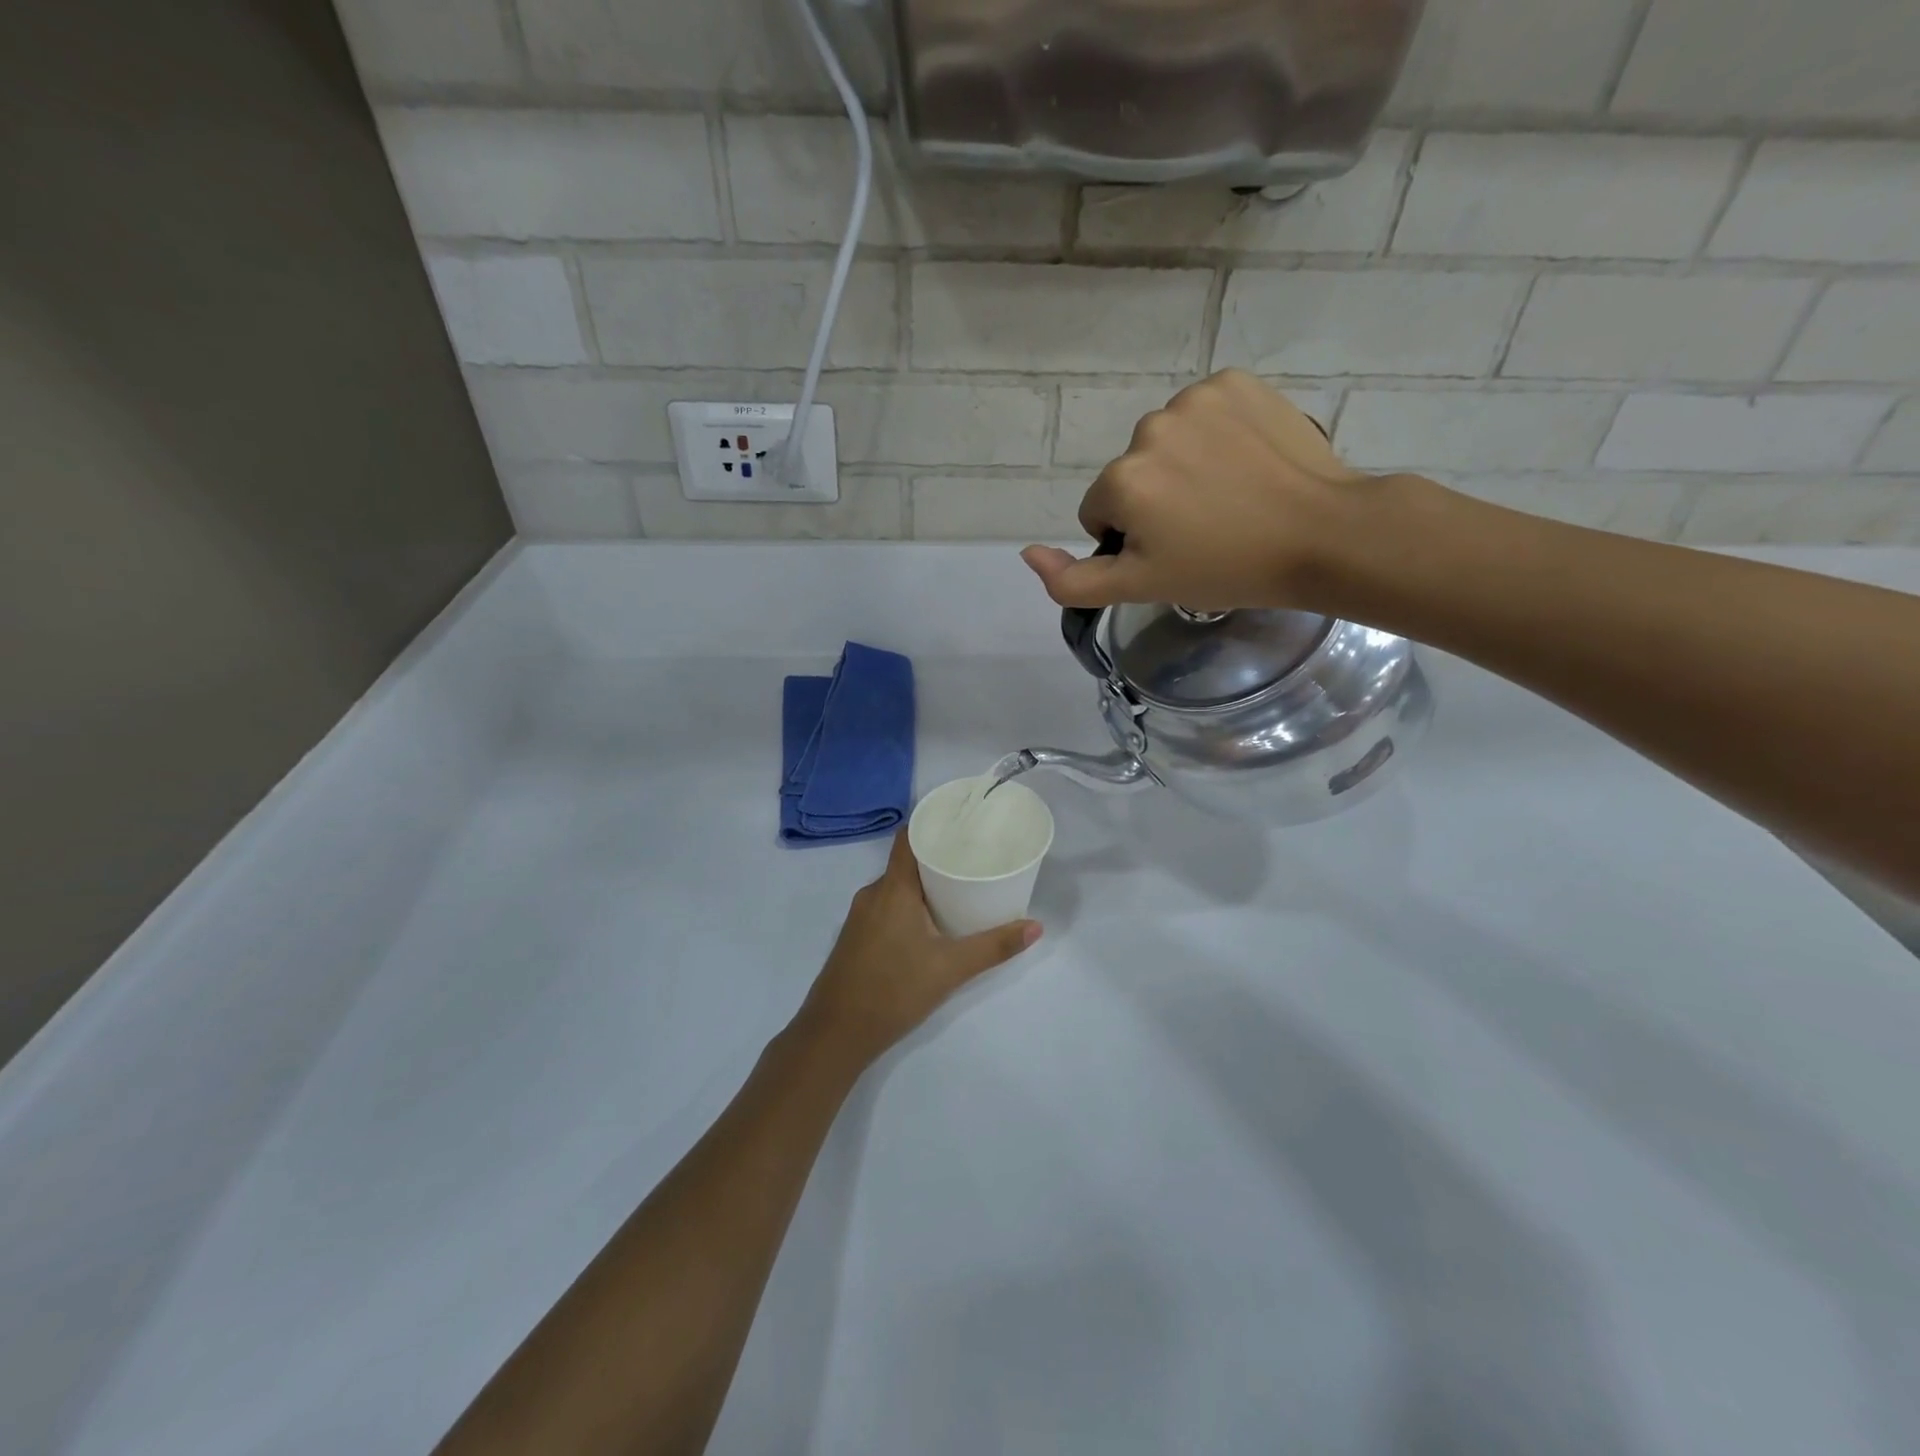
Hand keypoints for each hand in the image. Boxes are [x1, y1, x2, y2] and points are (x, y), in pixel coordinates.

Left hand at [797, 832, 1040, 1068]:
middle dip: (939, 858)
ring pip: (897, 887)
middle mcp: (873, 893)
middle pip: (907, 862)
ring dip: (924, 884)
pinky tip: (931, 922)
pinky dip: (909, 905)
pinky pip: (887, 906)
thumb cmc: (893, 990)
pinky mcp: (856, 937)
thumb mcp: (950, 968)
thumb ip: (993, 946)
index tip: (962, 822)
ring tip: (960, 888)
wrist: (835, 1034)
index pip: (909, 837)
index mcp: (892, 888)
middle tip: (974, 858)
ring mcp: (860, 916)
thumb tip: (1036, 926)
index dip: (933, 824)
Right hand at [1020, 370, 1381, 612]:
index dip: (1132, 539)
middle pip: (1132, 473)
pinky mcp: (1236, 382)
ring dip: (1185, 466)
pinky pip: (1204, 412)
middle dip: (1156, 500)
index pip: (1101, 512)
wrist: (1322, 534)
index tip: (1174, 551)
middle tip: (1205, 528)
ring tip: (1230, 496)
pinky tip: (1246, 462)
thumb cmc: (1226, 568)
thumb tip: (1027, 553)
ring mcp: (1195, 398)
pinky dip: (1217, 434)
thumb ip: (1073, 581)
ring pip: (1166, 442)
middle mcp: (1148, 428)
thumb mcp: (1141, 587)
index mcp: (1122, 479)